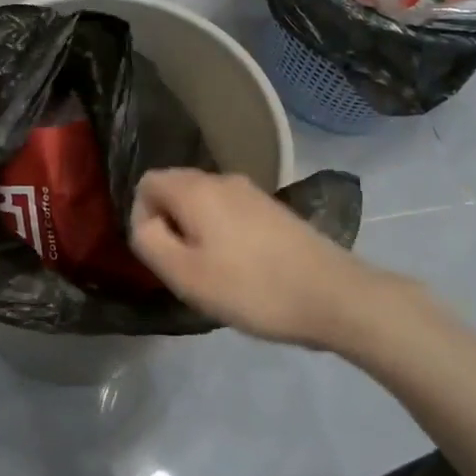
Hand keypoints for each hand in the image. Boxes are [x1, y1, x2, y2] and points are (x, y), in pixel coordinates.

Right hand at [129, 168, 381, 347]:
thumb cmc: (251, 287)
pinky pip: (231, 214)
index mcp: (196, 189)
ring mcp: (252, 193)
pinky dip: (224, 236)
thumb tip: (146, 223)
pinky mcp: (274, 210)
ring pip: (204, 204)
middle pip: (175, 190)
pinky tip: (244, 271)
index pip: (147, 183)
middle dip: (170, 226)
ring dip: (198, 234)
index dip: (142, 217)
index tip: (161, 256)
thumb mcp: (185, 274)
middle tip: (186, 269)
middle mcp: (222, 179)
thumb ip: (150, 241)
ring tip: (215, 275)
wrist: (334, 295)